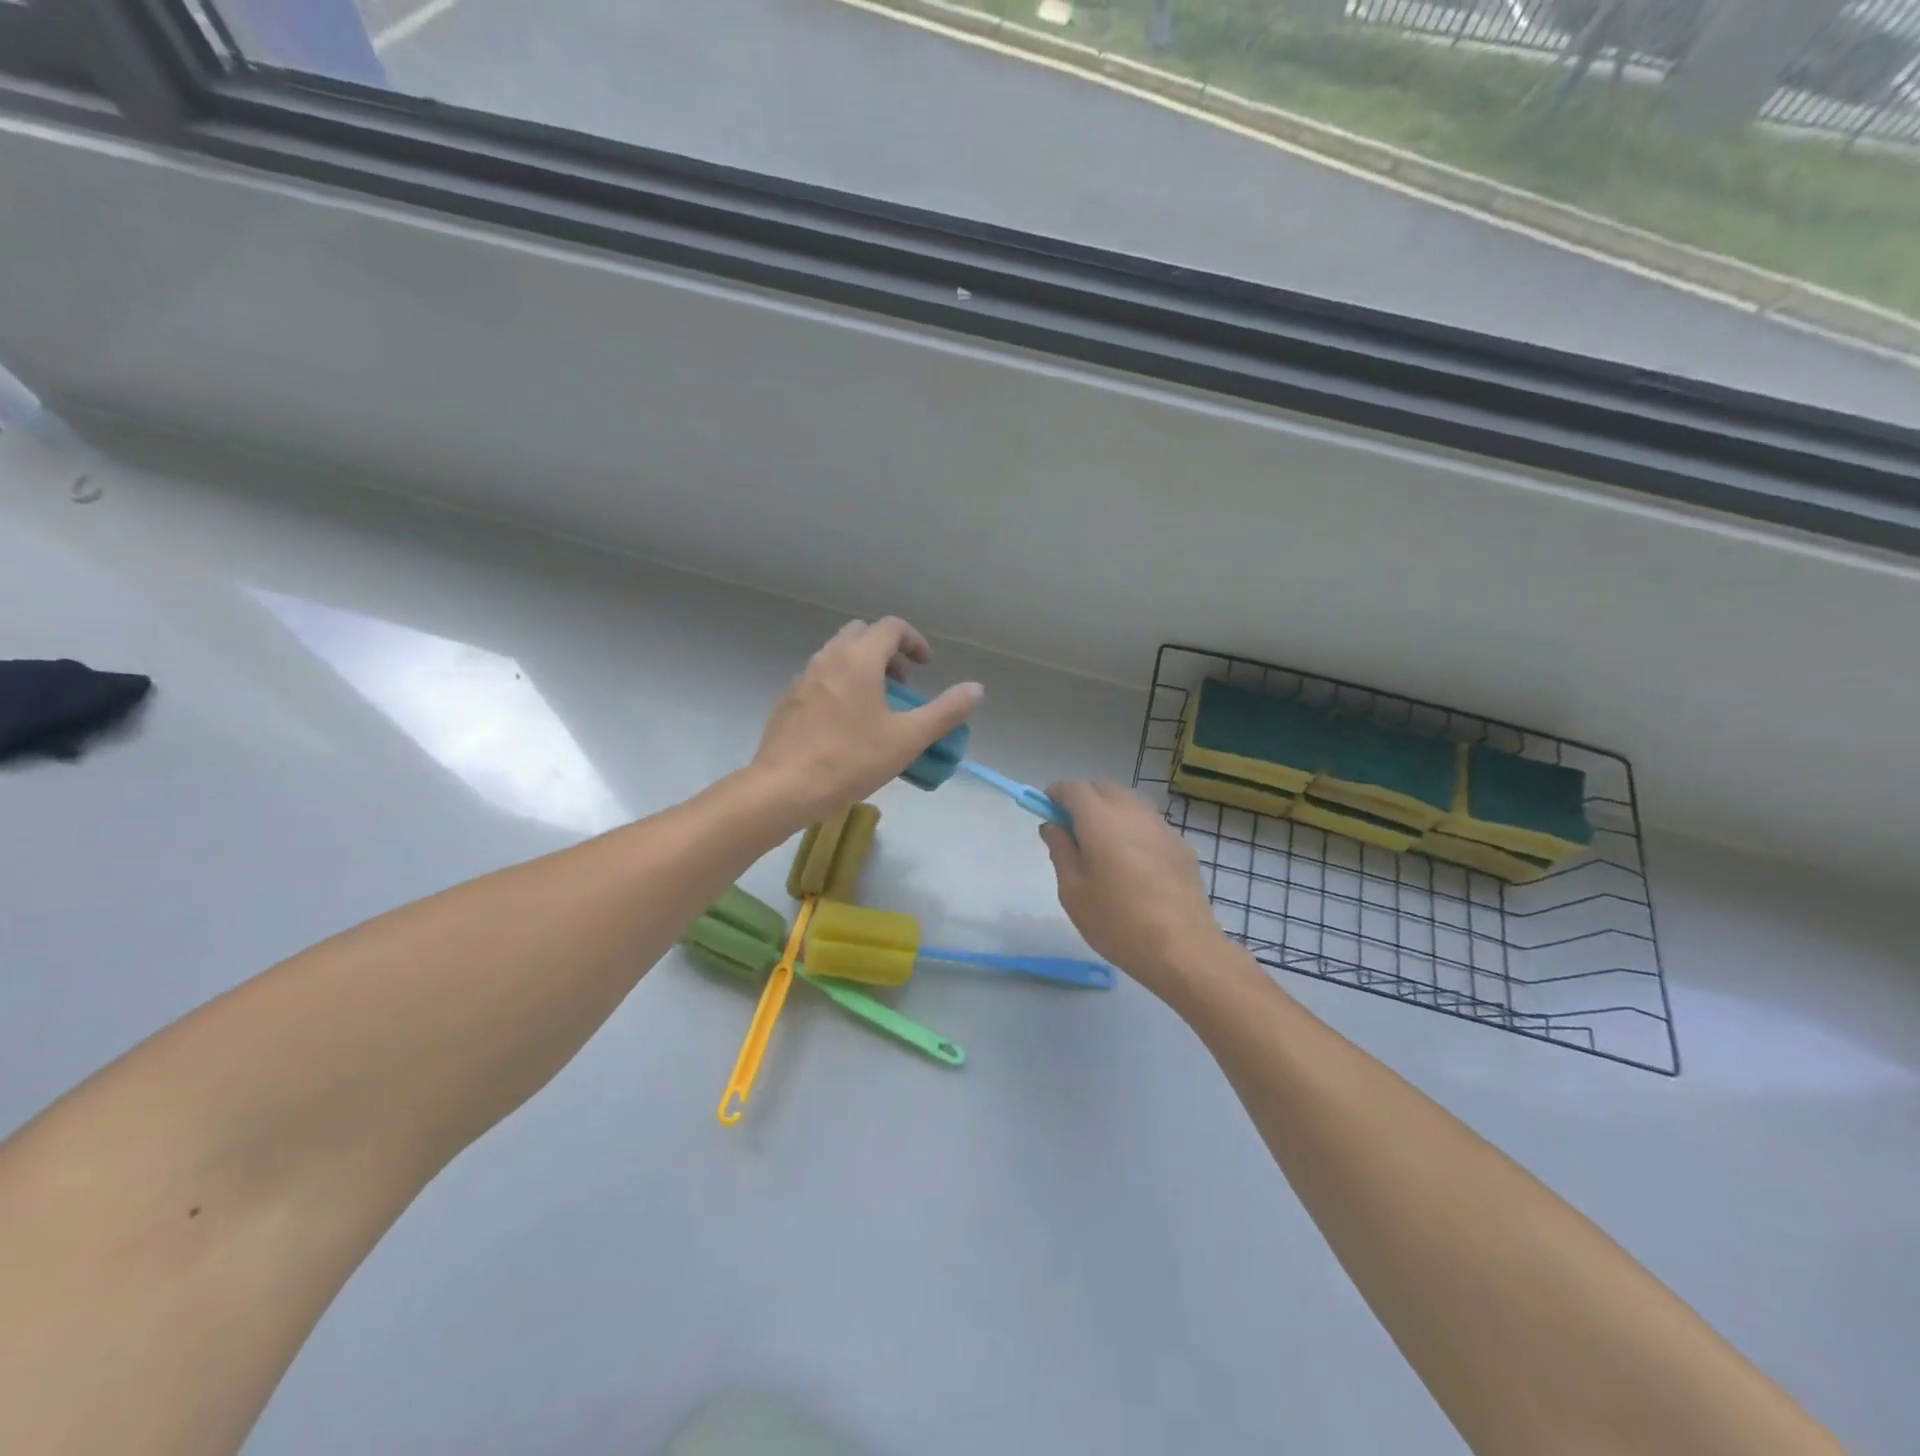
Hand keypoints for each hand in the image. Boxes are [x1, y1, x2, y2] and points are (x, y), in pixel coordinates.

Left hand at [752, 618, 981, 824]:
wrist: (784, 788)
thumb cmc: (850, 760)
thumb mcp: (908, 739)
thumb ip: (945, 711)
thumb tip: (976, 689)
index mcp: (859, 659)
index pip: (891, 628)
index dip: (915, 641)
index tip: (926, 667)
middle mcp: (828, 658)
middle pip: (862, 634)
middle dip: (887, 652)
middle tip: (902, 685)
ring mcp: (803, 678)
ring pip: (837, 655)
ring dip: (863, 668)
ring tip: (877, 706)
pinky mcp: (788, 700)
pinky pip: (820, 678)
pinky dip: (840, 684)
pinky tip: (845, 724)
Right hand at [1040, 782, 1226, 999]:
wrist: (1183, 950)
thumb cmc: (1118, 923)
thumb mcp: (1073, 892)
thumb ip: (1061, 851)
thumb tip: (1053, 826)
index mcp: (1101, 821)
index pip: (1074, 789)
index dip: (1056, 795)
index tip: (1047, 811)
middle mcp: (1133, 814)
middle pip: (1104, 788)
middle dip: (1084, 799)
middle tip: (1072, 831)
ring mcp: (1162, 828)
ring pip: (1130, 802)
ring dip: (1111, 810)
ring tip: (1103, 846)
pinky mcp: (1182, 846)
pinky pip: (1150, 824)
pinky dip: (1134, 828)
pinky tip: (1134, 863)